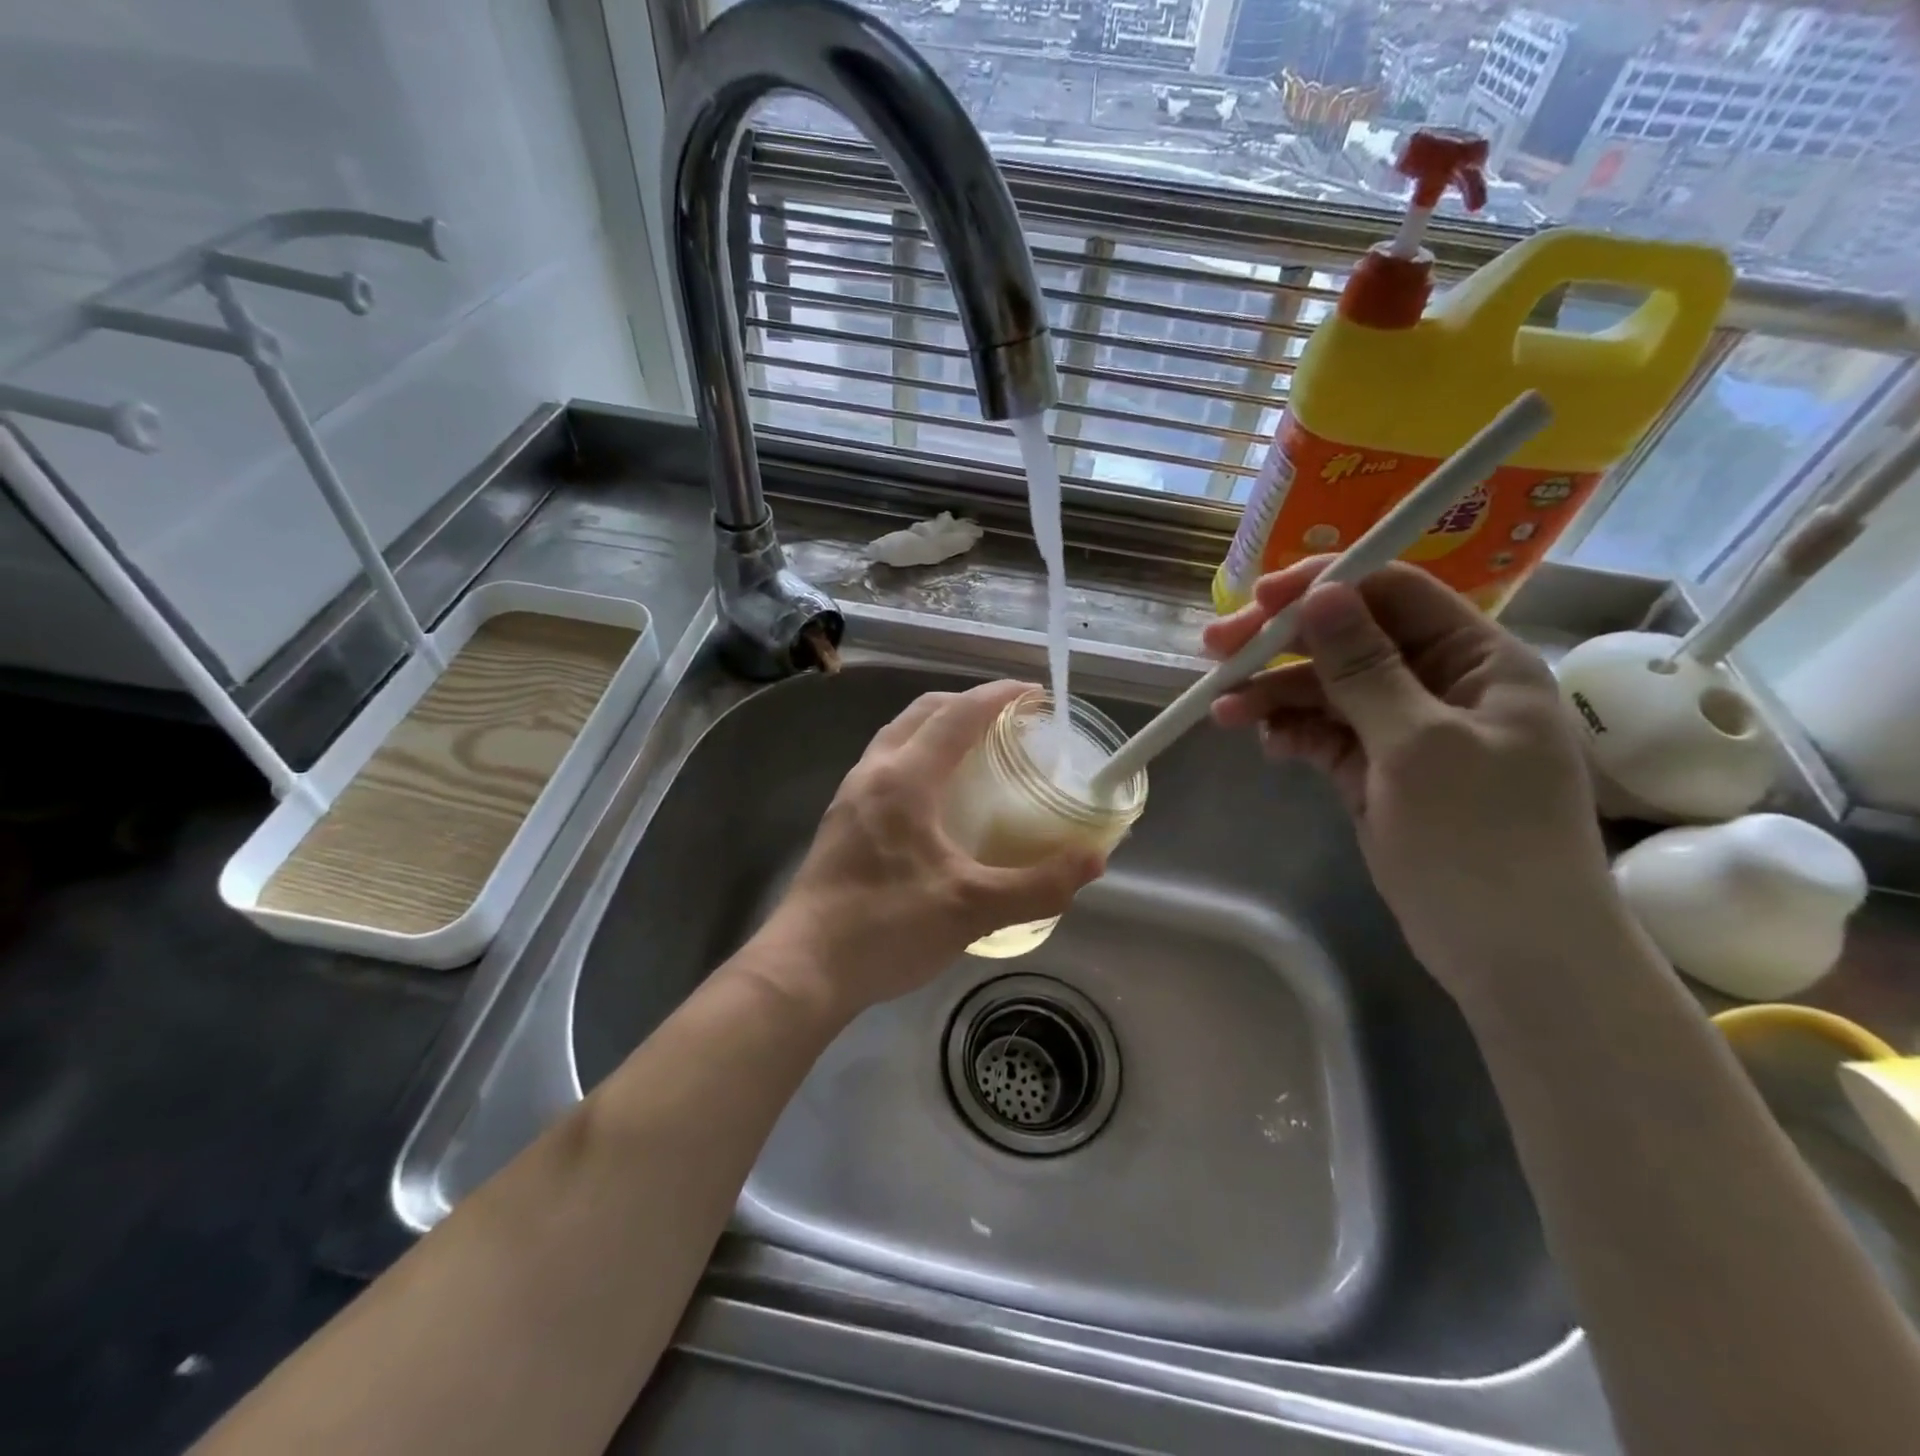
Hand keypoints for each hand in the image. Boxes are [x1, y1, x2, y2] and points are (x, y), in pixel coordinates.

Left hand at [758, 681, 1104, 1015]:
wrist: (804, 968)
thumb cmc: (886, 928)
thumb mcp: (972, 909)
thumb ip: (1038, 885)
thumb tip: (1094, 861)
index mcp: (904, 779)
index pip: (957, 715)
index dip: (998, 696)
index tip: (1035, 693)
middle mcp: (873, 773)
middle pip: (922, 713)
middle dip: (967, 703)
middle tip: (1008, 719)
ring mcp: (850, 796)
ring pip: (897, 736)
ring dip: (937, 727)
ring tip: (975, 749)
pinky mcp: (841, 820)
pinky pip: (885, 764)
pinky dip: (917, 755)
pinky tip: (936, 797)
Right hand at [1205, 559, 1614, 1003]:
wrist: (1514, 955)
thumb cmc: (1482, 840)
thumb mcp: (1420, 746)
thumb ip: (1366, 669)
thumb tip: (1321, 594)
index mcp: (1478, 662)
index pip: (1395, 594)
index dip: (1325, 587)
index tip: (1258, 600)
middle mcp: (1440, 686)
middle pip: (1350, 640)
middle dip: (1283, 645)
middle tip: (1215, 649)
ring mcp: (1405, 732)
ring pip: (1329, 692)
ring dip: (1275, 695)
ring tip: (1222, 712)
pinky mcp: (1377, 773)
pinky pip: (1326, 735)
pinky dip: (1293, 733)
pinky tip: (1267, 744)